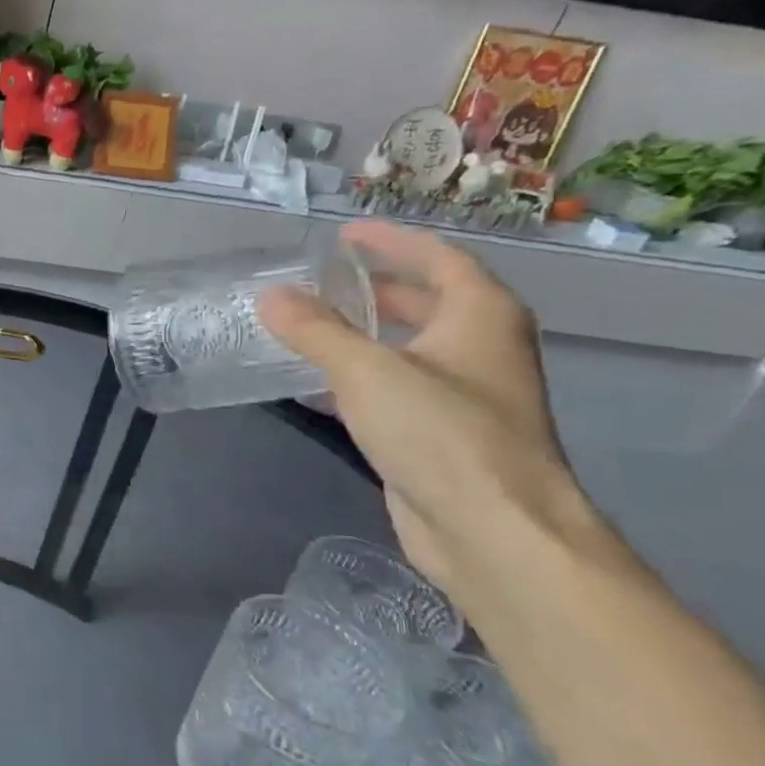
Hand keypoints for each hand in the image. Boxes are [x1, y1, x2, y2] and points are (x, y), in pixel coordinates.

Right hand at [258, 222, 595, 596]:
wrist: (493, 530)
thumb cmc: (441, 433)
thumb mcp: (367, 370)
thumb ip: (315, 330)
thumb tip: (271, 296)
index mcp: (480, 317)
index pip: (438, 258)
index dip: (391, 241)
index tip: (344, 235)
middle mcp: (479, 349)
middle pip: (428, 302)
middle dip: (377, 288)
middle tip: (323, 281)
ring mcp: (464, 395)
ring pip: (409, 349)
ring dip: (363, 334)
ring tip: (309, 326)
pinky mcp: (440, 436)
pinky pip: (393, 389)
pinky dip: (356, 378)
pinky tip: (314, 386)